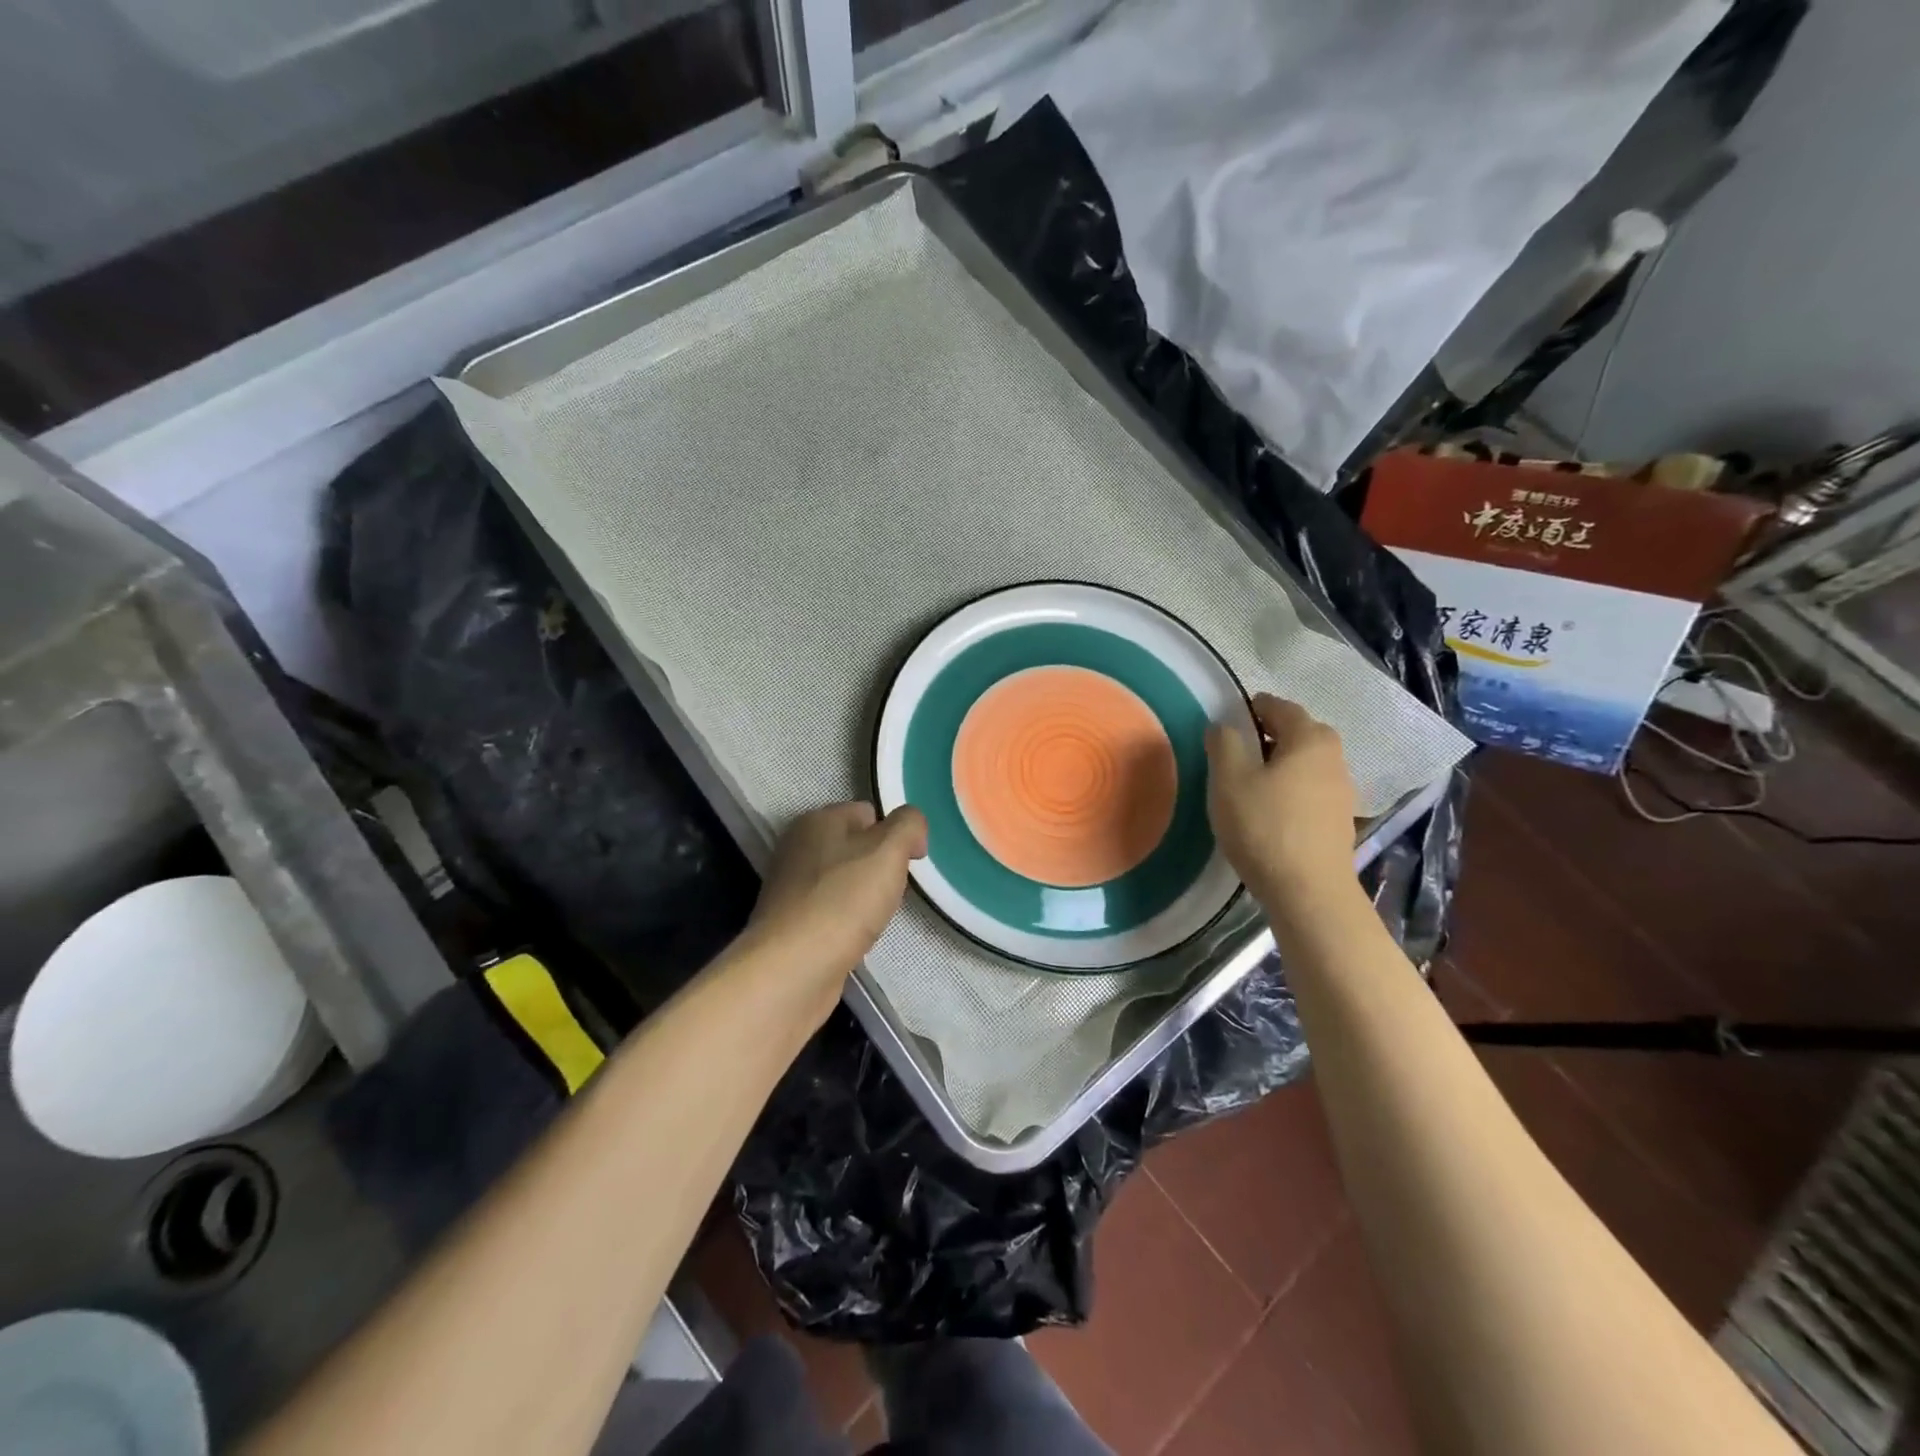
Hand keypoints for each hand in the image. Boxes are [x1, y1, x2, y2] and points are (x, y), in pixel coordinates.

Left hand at [745, 802, 926, 1000]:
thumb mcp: (888, 850)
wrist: (793, 968)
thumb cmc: (843, 901)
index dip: (895, 834)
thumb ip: (908, 826)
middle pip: (855, 847)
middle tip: (891, 892)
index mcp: (817, 820)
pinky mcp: (790, 922)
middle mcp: (798, 847)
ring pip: (843, 881)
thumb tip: (913, 829)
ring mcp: (790, 886)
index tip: (910, 864)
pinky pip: (830, 910)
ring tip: (874, 919)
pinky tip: (854, 937)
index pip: (868, 813)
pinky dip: (846, 922)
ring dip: (864, 897)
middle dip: (879, 867)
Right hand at [1206, 694, 1358, 923]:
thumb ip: (1223, 743)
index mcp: (1310, 737)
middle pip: (1296, 732)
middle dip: (1266, 736)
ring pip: (1304, 763)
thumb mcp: (1229, 779)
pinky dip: (1289, 789)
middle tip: (1234, 754)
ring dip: (1278, 765)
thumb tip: (1224, 726)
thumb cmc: (1264, 826)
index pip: (1278, 706)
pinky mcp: (1339, 820)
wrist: (1308, 892)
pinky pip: (1310, 789)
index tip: (1225, 724)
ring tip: (1248, 785)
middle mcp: (1334, 756)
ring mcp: (1342, 790)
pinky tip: (1269, 812)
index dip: (1249, 709)